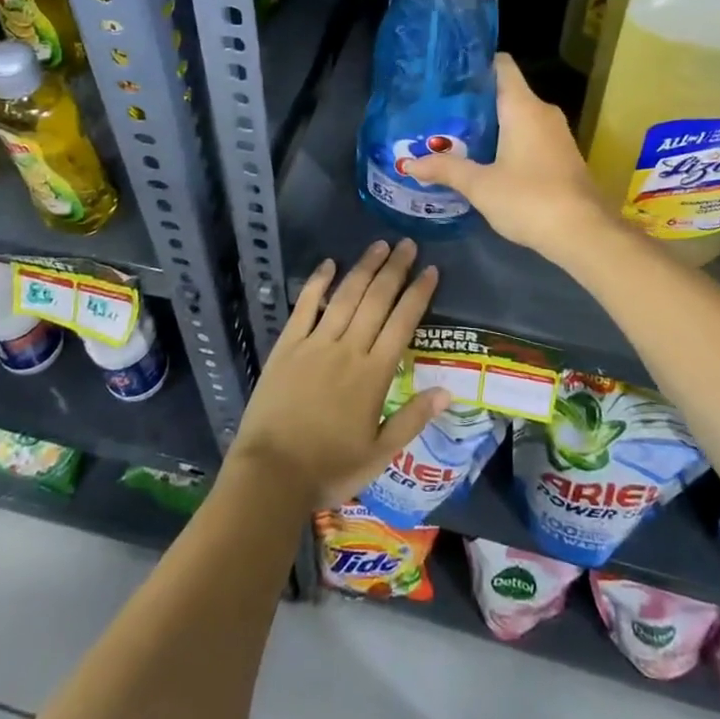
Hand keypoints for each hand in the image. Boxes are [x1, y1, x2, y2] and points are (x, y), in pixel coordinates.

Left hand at [229, 240, 450, 507]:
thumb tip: (448, 390)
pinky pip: (305, 306)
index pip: (402, 323)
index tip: (431, 270)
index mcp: (374, 375)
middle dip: (395, 270)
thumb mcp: (379, 454)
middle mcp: (348, 350)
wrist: (271, 474)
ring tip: (379, 245)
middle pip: (376, 300)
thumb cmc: (329, 468)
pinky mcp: (288, 345)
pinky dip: (317, 283)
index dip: (418, 294)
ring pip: (345, 296)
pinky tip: (328, 264)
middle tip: (408, 243)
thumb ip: (413, 419)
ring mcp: (315, 343)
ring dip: (364, 268)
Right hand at [407, 54, 615, 261]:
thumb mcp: (480, 185)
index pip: (501, 65)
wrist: (583, 233)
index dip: (476, 64)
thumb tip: (409, 164)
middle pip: (506, 92)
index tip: (448, 74)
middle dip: (475, 100)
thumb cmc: (529, 199)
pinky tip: (485, 159)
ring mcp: (556, 134)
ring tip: (455, 133)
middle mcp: (543, 112)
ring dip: (491, 124)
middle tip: (440, 110)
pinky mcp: (562, 156)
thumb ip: (446, 169)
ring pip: (518, 116)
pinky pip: (529, 136)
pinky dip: (507, 140)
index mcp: (523, 107)